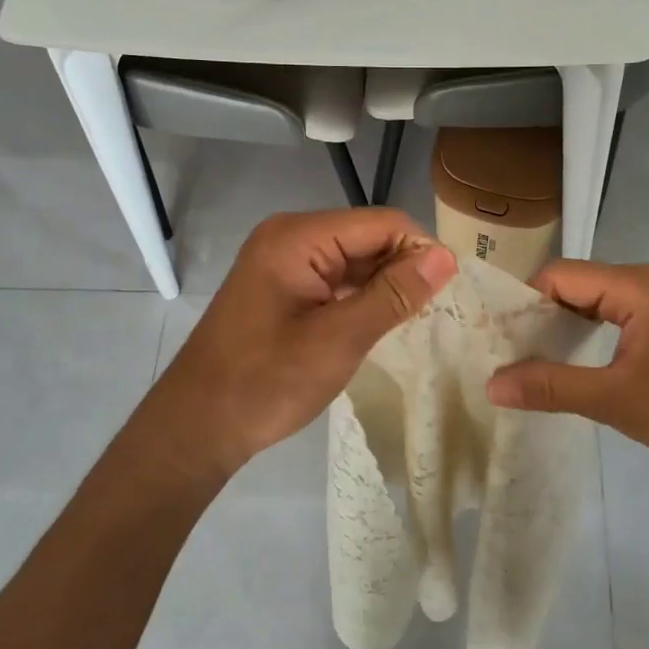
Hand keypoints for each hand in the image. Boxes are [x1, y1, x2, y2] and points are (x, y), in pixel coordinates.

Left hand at [128, 209, 457, 479]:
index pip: (382, 222)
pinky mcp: (281, 286)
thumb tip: (446, 258)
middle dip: (404, 266)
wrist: (197, 426)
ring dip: (384, 283)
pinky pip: (334, 278)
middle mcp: (290, 236)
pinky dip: (360, 295)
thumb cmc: (266, 382)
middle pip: (367, 236)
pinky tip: (381, 320)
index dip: (421, 249)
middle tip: (437, 309)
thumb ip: (394, 294)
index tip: (451, 289)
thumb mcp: (339, 339)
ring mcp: (282, 261)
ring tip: (417, 317)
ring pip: (353, 258)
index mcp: (299, 237)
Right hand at [485, 261, 648, 487]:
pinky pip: (618, 315)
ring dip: (565, 326)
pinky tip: (576, 362)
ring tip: (534, 360)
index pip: (561, 275)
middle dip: (542, 315)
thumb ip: (550, 386)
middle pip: (577, 284)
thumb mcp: (614, 400)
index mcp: (638, 286)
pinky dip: (591, 334)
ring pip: (597, 300)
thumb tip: (491, 384)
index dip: (525, 301)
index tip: (498, 338)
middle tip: (509, 352)